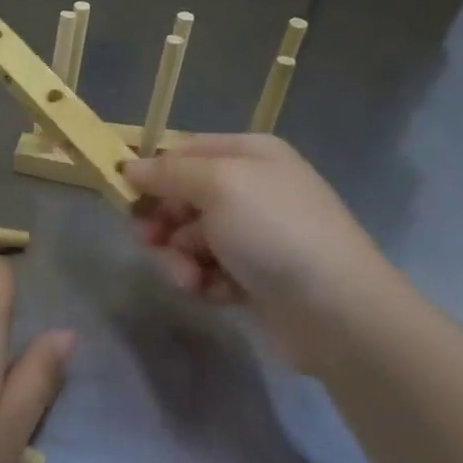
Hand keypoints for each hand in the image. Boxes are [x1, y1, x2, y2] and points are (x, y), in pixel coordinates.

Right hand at [124, 135, 399, 356]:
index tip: (125, 198)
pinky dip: (204, 282)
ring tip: (191, 279)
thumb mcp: (218, 186)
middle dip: (164, 224)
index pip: (182, 152)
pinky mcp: (253, 275)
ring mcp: (253, 234)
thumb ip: (168, 172)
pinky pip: (208, 270)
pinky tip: (216, 294)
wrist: (337, 311)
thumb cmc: (275, 232)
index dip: (152, 174)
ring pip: (188, 239)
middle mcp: (251, 188)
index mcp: (248, 154)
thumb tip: (128, 166)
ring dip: (180, 259)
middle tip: (152, 242)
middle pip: (181, 198)